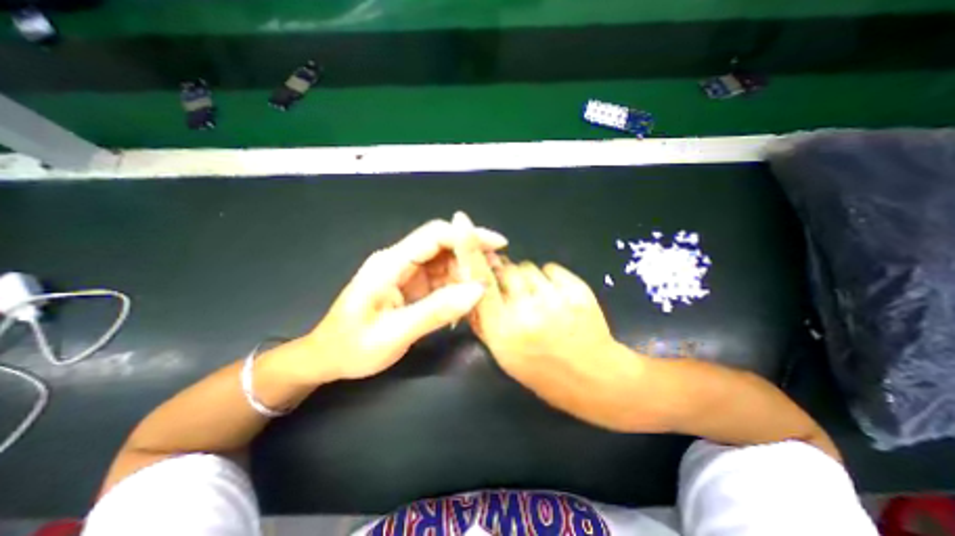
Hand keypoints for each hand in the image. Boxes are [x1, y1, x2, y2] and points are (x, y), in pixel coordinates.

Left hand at [291, 216, 509, 382]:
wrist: (327, 358)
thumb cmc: (352, 347)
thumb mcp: (394, 333)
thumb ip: (436, 311)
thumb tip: (477, 290)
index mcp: (390, 264)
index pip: (434, 236)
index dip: (467, 235)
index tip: (498, 244)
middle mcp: (399, 262)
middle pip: (443, 245)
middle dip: (472, 254)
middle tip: (497, 272)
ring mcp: (406, 273)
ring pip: (445, 262)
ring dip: (467, 271)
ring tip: (488, 287)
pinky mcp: (411, 286)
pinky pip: (441, 279)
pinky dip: (458, 286)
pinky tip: (470, 298)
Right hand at [472, 262, 641, 428]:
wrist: (594, 379)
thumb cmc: (543, 371)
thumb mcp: (504, 355)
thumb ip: (483, 321)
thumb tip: (472, 288)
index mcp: (503, 330)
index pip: (481, 282)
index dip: (470, 252)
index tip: (463, 226)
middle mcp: (526, 312)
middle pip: (507, 269)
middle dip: (506, 275)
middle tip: (515, 292)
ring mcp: (554, 299)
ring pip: (528, 267)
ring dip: (528, 278)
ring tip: (539, 299)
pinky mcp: (577, 290)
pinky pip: (551, 268)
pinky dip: (549, 278)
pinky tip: (556, 298)